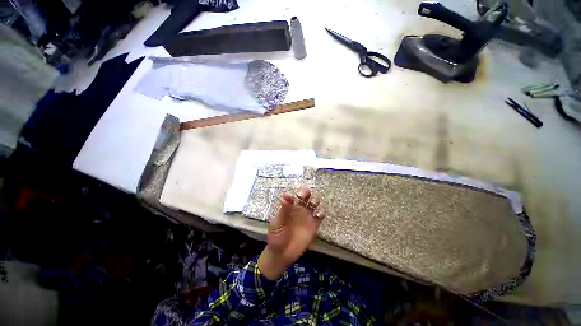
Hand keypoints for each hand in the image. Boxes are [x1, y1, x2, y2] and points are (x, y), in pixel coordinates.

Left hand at [258, 187, 325, 279]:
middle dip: (308, 193)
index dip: (300, 192)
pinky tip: (317, 214)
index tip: (297, 196)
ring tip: (312, 204)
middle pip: (308, 195)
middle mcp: (300, 209)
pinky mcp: (314, 225)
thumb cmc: (277, 236)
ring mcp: (308, 216)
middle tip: (304, 198)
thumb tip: (286, 195)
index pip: (298, 194)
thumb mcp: (278, 222)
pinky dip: (321, 212)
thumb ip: (283, 209)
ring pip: (315, 203)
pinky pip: (320, 215)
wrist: (281, 254)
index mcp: (291, 206)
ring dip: (316, 200)